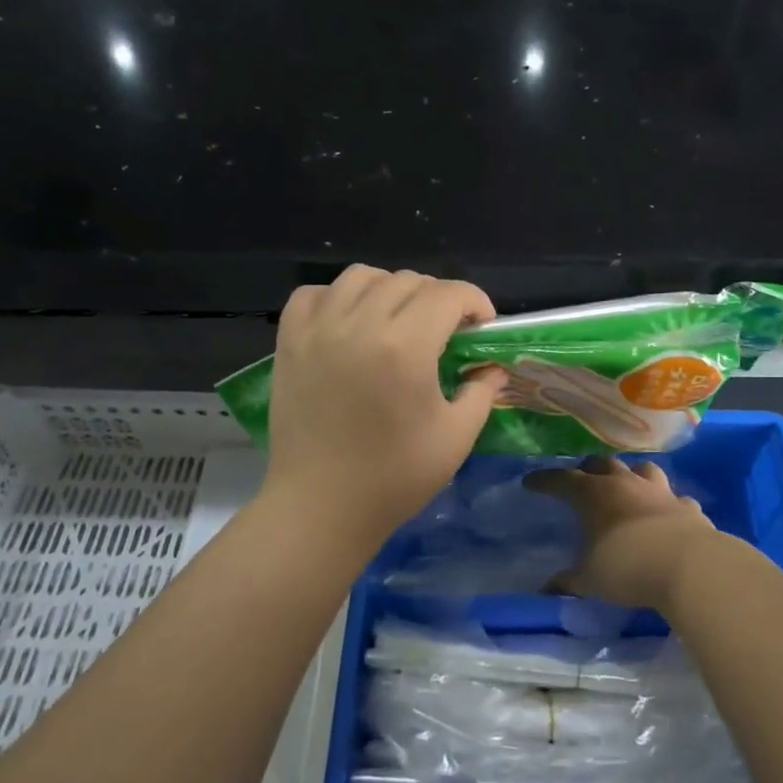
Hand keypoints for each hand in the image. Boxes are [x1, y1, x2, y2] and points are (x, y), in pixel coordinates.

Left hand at [263, 266, 506, 541]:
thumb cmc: (394, 477)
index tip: (482, 325)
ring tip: (398, 321)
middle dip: (438, 298)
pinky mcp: (290, 343)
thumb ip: (481, 392)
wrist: (321, 506)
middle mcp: (359, 325)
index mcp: (404, 347)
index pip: (448, 294)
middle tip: (445, 332)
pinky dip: (338, 297)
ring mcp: (318, 330)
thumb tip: (492, 367)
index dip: (475, 301)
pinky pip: (315, 294)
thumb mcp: (456, 438)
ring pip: (362, 277)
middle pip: (408, 281)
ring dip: (390, 290)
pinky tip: (350, 323)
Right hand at [524, 456, 722, 609]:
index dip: (544, 480)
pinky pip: (675, 498)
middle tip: (579, 479)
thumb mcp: (590, 579)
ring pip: (642, 469)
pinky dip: (666, 503)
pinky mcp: (687, 508)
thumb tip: (547, 589)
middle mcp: (626, 484)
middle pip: (602, 464)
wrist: (689, 567)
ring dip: (630, 474)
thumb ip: (569, 581)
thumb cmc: (627, 567)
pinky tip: (666, 513)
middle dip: (587, 469)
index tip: (530, 482)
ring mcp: (660, 492)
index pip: (562, 480)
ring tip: (624, 485)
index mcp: (594, 494)